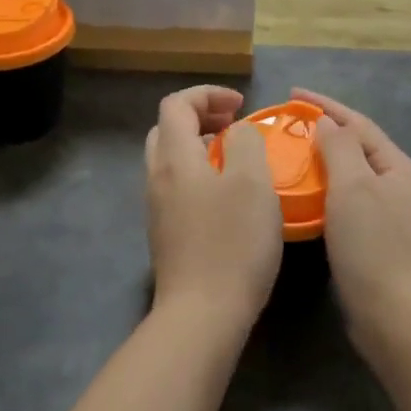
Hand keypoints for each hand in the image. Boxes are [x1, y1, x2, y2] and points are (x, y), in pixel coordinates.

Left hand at [145, 86, 282, 337]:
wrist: (203, 315)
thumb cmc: (232, 243)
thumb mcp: (252, 182)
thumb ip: (245, 143)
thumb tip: (237, 133)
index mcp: (174, 159)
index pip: (177, 104)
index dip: (209, 94)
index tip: (243, 106)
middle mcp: (157, 179)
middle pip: (167, 130)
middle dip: (201, 117)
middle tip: (234, 126)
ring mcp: (158, 209)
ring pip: (171, 160)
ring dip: (201, 147)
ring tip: (236, 158)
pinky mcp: (167, 235)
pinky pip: (178, 187)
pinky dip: (200, 174)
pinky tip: (228, 196)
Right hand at [292, 89, 410, 355]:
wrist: (393, 314)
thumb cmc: (372, 244)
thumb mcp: (354, 186)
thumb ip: (340, 148)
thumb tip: (327, 123)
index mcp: (397, 167)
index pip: (358, 123)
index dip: (326, 105)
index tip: (292, 94)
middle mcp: (396, 185)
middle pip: (356, 146)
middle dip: (324, 130)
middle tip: (287, 123)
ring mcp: (386, 213)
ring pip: (349, 174)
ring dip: (322, 159)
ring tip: (290, 153)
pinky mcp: (373, 238)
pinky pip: (344, 199)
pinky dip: (323, 188)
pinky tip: (303, 194)